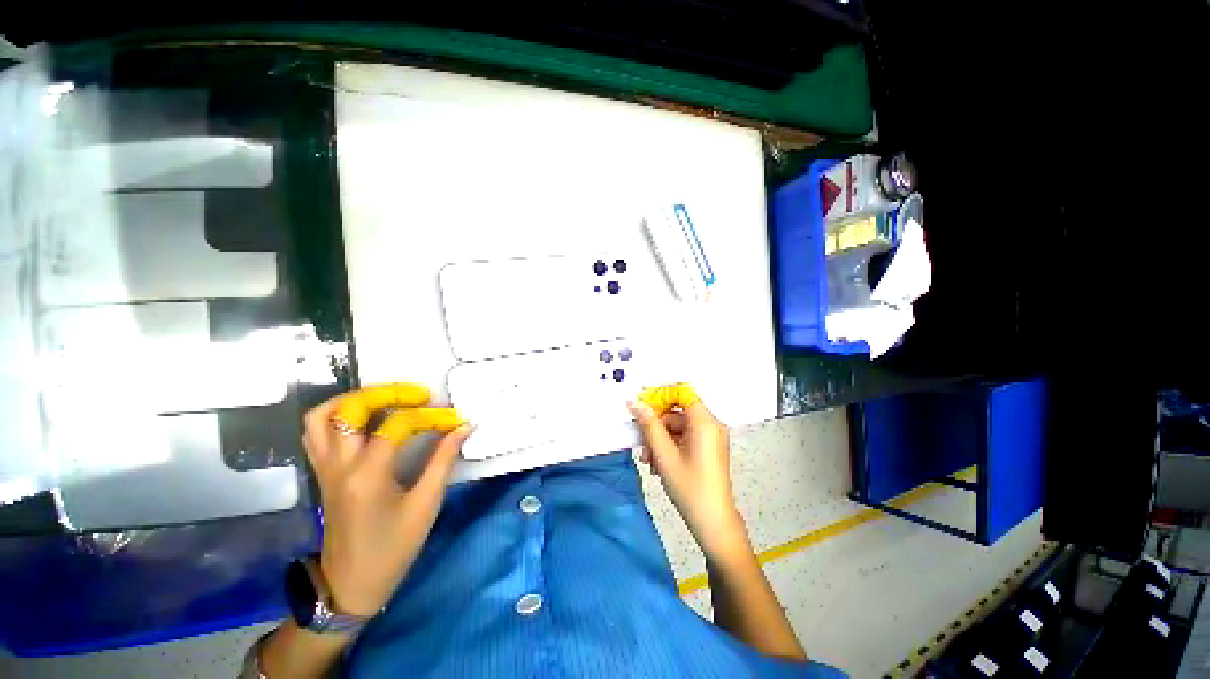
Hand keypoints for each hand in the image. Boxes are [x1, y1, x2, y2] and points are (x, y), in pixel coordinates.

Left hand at [302, 383, 471, 616]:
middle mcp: (339, 465)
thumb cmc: (392, 548)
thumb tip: (463, 428)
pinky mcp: (323, 474)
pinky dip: (338, 416)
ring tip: (386, 397)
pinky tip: (364, 419)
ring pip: (321, 417)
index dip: (430, 417)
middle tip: (418, 394)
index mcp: (367, 474)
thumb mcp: (425, 505)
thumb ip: (443, 461)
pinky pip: (316, 433)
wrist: (351, 585)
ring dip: (353, 399)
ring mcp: (325, 468)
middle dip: (387, 393)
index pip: (397, 425)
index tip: (454, 420)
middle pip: (350, 409)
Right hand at [629, 384, 748, 562]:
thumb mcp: (664, 454)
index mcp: (705, 422)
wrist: (713, 523)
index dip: (661, 395)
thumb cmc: (689, 488)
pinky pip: (685, 437)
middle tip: (643, 444)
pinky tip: (660, 464)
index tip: (642, 405)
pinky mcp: (708, 448)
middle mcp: (711, 425)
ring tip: (650, 460)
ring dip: (661, 439)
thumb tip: (634, 403)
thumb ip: (649, 425)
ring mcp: (711, 437)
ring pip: (678, 427)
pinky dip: (670, 446)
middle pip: (678, 412)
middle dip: (657, 426)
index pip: (682, 392)